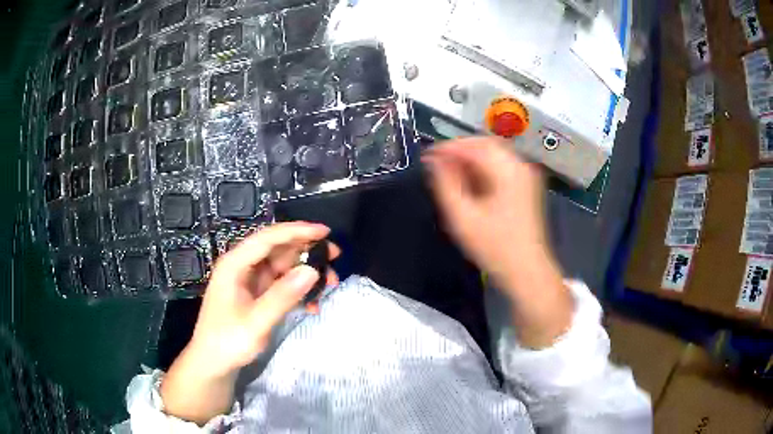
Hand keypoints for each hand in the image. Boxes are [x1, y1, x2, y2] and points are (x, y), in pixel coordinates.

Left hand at [161, 222, 338, 423]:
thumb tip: (312, 271)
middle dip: (306, 251)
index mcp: (235, 265)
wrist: (213, 363)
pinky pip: (280, 284)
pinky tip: (312, 305)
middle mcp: (242, 267)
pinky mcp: (255, 294)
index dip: (297, 231)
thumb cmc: (228, 342)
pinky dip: (297, 290)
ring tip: (330, 283)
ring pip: (282, 266)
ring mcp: (249, 281)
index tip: (325, 232)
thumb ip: (283, 296)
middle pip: (277, 249)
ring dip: (305, 272)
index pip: (268, 239)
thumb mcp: (256, 322)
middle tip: (335, 257)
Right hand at [422, 137, 547, 286]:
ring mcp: (526, 176)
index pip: (474, 145)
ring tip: (449, 173)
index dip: (448, 148)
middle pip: (486, 145)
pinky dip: (482, 168)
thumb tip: (433, 161)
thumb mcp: (463, 217)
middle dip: (459, 150)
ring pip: (493, 155)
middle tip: (437, 163)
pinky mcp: (526, 187)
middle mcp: (520, 166)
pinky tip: (469, 182)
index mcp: (507, 170)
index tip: (427, 156)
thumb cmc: (494, 247)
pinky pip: (501, 167)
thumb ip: (445, 184)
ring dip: (470, 159)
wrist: (526, 271)